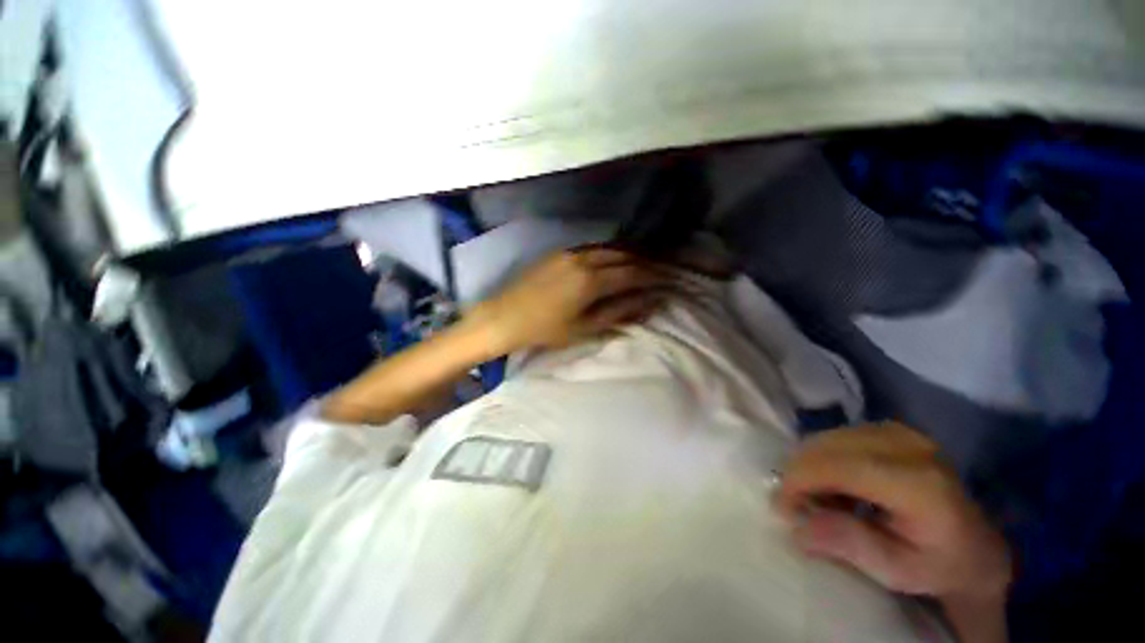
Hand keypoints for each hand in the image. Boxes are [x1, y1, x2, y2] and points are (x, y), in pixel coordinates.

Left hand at [469, 247, 670, 352]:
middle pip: (623, 256)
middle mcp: (584, 258)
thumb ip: (619, 312)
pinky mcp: (559, 252)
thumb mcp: (585, 327)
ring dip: (628, 255)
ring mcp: (570, 252)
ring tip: (641, 265)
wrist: (504, 316)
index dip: (652, 277)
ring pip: (608, 248)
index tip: (667, 282)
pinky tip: (613, 261)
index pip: (632, 274)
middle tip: (659, 272)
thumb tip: (648, 302)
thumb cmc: (545, 329)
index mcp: (591, 280)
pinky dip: (609, 253)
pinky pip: (592, 248)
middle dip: (644, 263)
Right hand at [776, 423, 1011, 641]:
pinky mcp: (890, 429)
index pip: (836, 466)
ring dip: (810, 466)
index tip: (782, 509)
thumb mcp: (897, 571)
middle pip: (825, 446)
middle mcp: (907, 446)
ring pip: (826, 438)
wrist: (978, 547)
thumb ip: (849, 544)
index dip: (799, 481)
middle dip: (799, 473)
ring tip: (819, 499)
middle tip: (798, 507)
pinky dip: (823, 458)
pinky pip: (837, 436)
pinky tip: (834, 483)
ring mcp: (899, 432)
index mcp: (916, 483)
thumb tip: (796, 526)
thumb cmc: (940, 566)